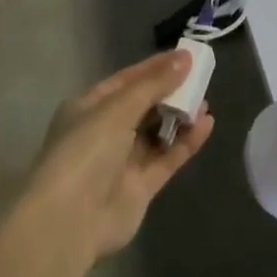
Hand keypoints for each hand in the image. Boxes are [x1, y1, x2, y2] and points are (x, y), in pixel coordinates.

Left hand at [22, 51, 215, 261]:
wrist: (69, 220)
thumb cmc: (86, 150)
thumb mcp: (118, 108)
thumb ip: (153, 85)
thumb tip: (184, 58)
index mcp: (89, 106)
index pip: (127, 80)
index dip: (155, 67)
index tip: (185, 56)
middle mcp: (104, 131)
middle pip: (143, 105)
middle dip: (171, 92)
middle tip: (201, 78)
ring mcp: (122, 161)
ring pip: (157, 132)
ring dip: (180, 116)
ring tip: (206, 101)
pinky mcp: (140, 187)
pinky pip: (167, 157)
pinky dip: (186, 142)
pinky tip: (206, 125)